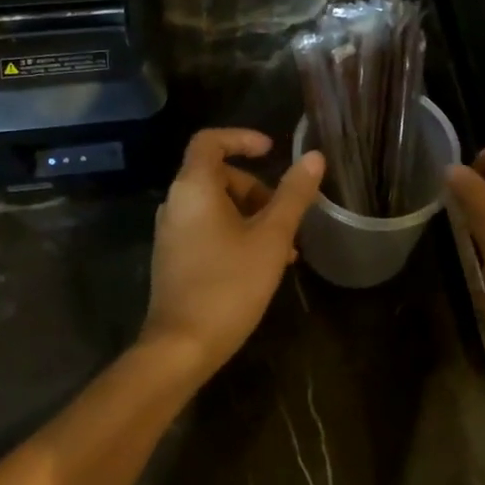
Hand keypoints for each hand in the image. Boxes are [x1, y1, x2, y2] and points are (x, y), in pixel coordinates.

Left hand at [140, 129, 324, 380]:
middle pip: (217, 176)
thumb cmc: (230, 284)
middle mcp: (175, 203)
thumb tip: (313, 157)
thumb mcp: (272, 237)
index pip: (210, 141)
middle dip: (256, 189)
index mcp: (193, 188)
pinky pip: (207, 229)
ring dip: (252, 216)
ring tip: (284, 248)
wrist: (182, 346)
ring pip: (216, 207)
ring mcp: (171, 233)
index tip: (272, 151)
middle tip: (285, 215)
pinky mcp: (173, 258)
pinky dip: (235, 234)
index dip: (242, 139)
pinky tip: (262, 265)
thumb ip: (293, 195)